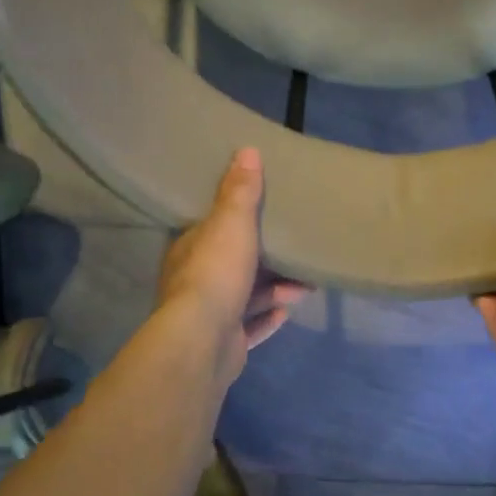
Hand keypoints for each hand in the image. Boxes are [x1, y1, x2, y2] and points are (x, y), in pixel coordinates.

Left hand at [157, 148, 308, 380]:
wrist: (204, 340)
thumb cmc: (216, 273)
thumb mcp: (232, 223)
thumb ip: (240, 191)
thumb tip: (246, 150)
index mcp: (191, 250)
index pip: (211, 230)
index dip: (235, 223)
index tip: (263, 217)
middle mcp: (195, 282)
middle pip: (233, 266)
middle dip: (265, 262)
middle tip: (294, 255)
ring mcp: (209, 317)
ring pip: (246, 298)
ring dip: (274, 291)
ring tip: (304, 287)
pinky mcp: (224, 344)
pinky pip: (250, 328)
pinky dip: (267, 319)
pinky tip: (286, 313)